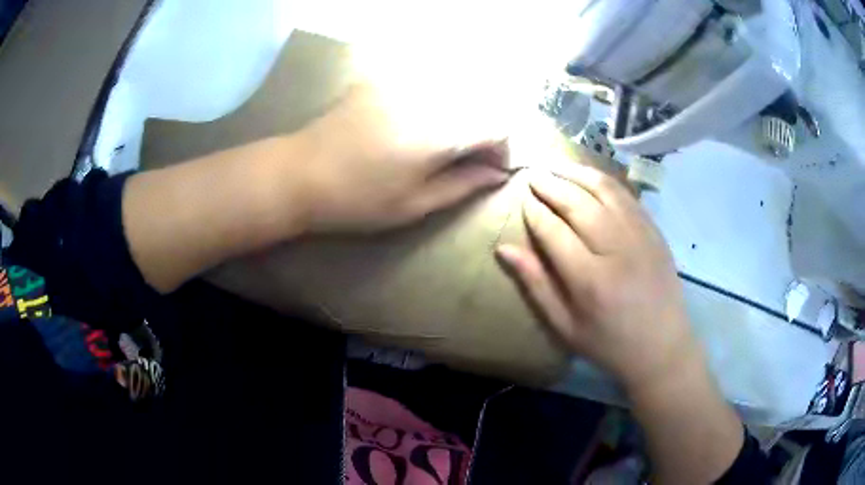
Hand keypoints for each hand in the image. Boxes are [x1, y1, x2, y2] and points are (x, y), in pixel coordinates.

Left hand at [294, 84, 508, 232]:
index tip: (487, 170)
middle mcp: (428, 97)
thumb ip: (463, 185)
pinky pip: (424, 83)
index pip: (496, 128)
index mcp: (439, 133)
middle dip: (481, 133)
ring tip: (438, 144)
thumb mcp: (415, 204)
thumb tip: (497, 174)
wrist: (300, 174)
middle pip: (478, 105)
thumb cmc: (358, 200)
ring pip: (453, 91)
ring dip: (458, 116)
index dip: (500, 150)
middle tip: (464, 160)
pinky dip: (433, 102)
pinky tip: (412, 124)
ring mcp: (402, 83)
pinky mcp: (381, 79)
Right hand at [496, 164, 697, 390]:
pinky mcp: (654, 231)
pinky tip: (589, 176)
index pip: (554, 230)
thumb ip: (535, 285)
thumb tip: (504, 249)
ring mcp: (639, 235)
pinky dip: (604, 181)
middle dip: (551, 185)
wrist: (662, 346)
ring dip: (577, 173)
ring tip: (556, 166)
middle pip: (578, 203)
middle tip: (533, 175)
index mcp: (589, 279)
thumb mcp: (565, 326)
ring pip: (604, 190)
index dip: (535, 212)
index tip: (523, 200)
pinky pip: (627, 195)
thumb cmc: (609, 343)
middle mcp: (615, 249)